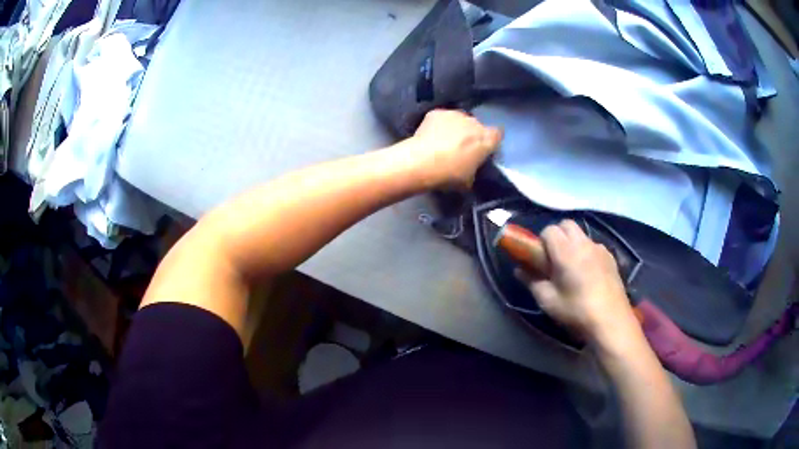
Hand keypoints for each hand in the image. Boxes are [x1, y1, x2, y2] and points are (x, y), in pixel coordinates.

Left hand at [408, 109, 501, 187]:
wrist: (421, 162)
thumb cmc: (449, 174)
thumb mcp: (468, 181)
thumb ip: (474, 170)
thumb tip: (470, 170)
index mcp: (486, 139)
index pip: (497, 134)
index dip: (492, 140)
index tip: (485, 148)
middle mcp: (474, 122)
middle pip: (477, 126)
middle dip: (472, 135)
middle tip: (462, 148)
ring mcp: (455, 115)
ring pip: (460, 120)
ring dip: (456, 128)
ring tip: (445, 141)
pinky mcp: (437, 113)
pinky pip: (442, 118)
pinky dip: (439, 125)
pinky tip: (431, 136)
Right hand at [516, 220, 638, 345]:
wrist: (611, 320)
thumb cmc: (576, 311)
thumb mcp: (548, 301)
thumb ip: (532, 282)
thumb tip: (519, 270)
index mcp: (566, 251)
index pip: (549, 230)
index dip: (541, 241)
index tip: (540, 259)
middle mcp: (584, 243)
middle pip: (567, 225)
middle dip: (557, 236)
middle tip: (554, 259)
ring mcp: (600, 249)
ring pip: (581, 234)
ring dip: (572, 243)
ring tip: (571, 267)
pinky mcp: (611, 258)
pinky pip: (594, 245)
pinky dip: (586, 252)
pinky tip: (588, 273)